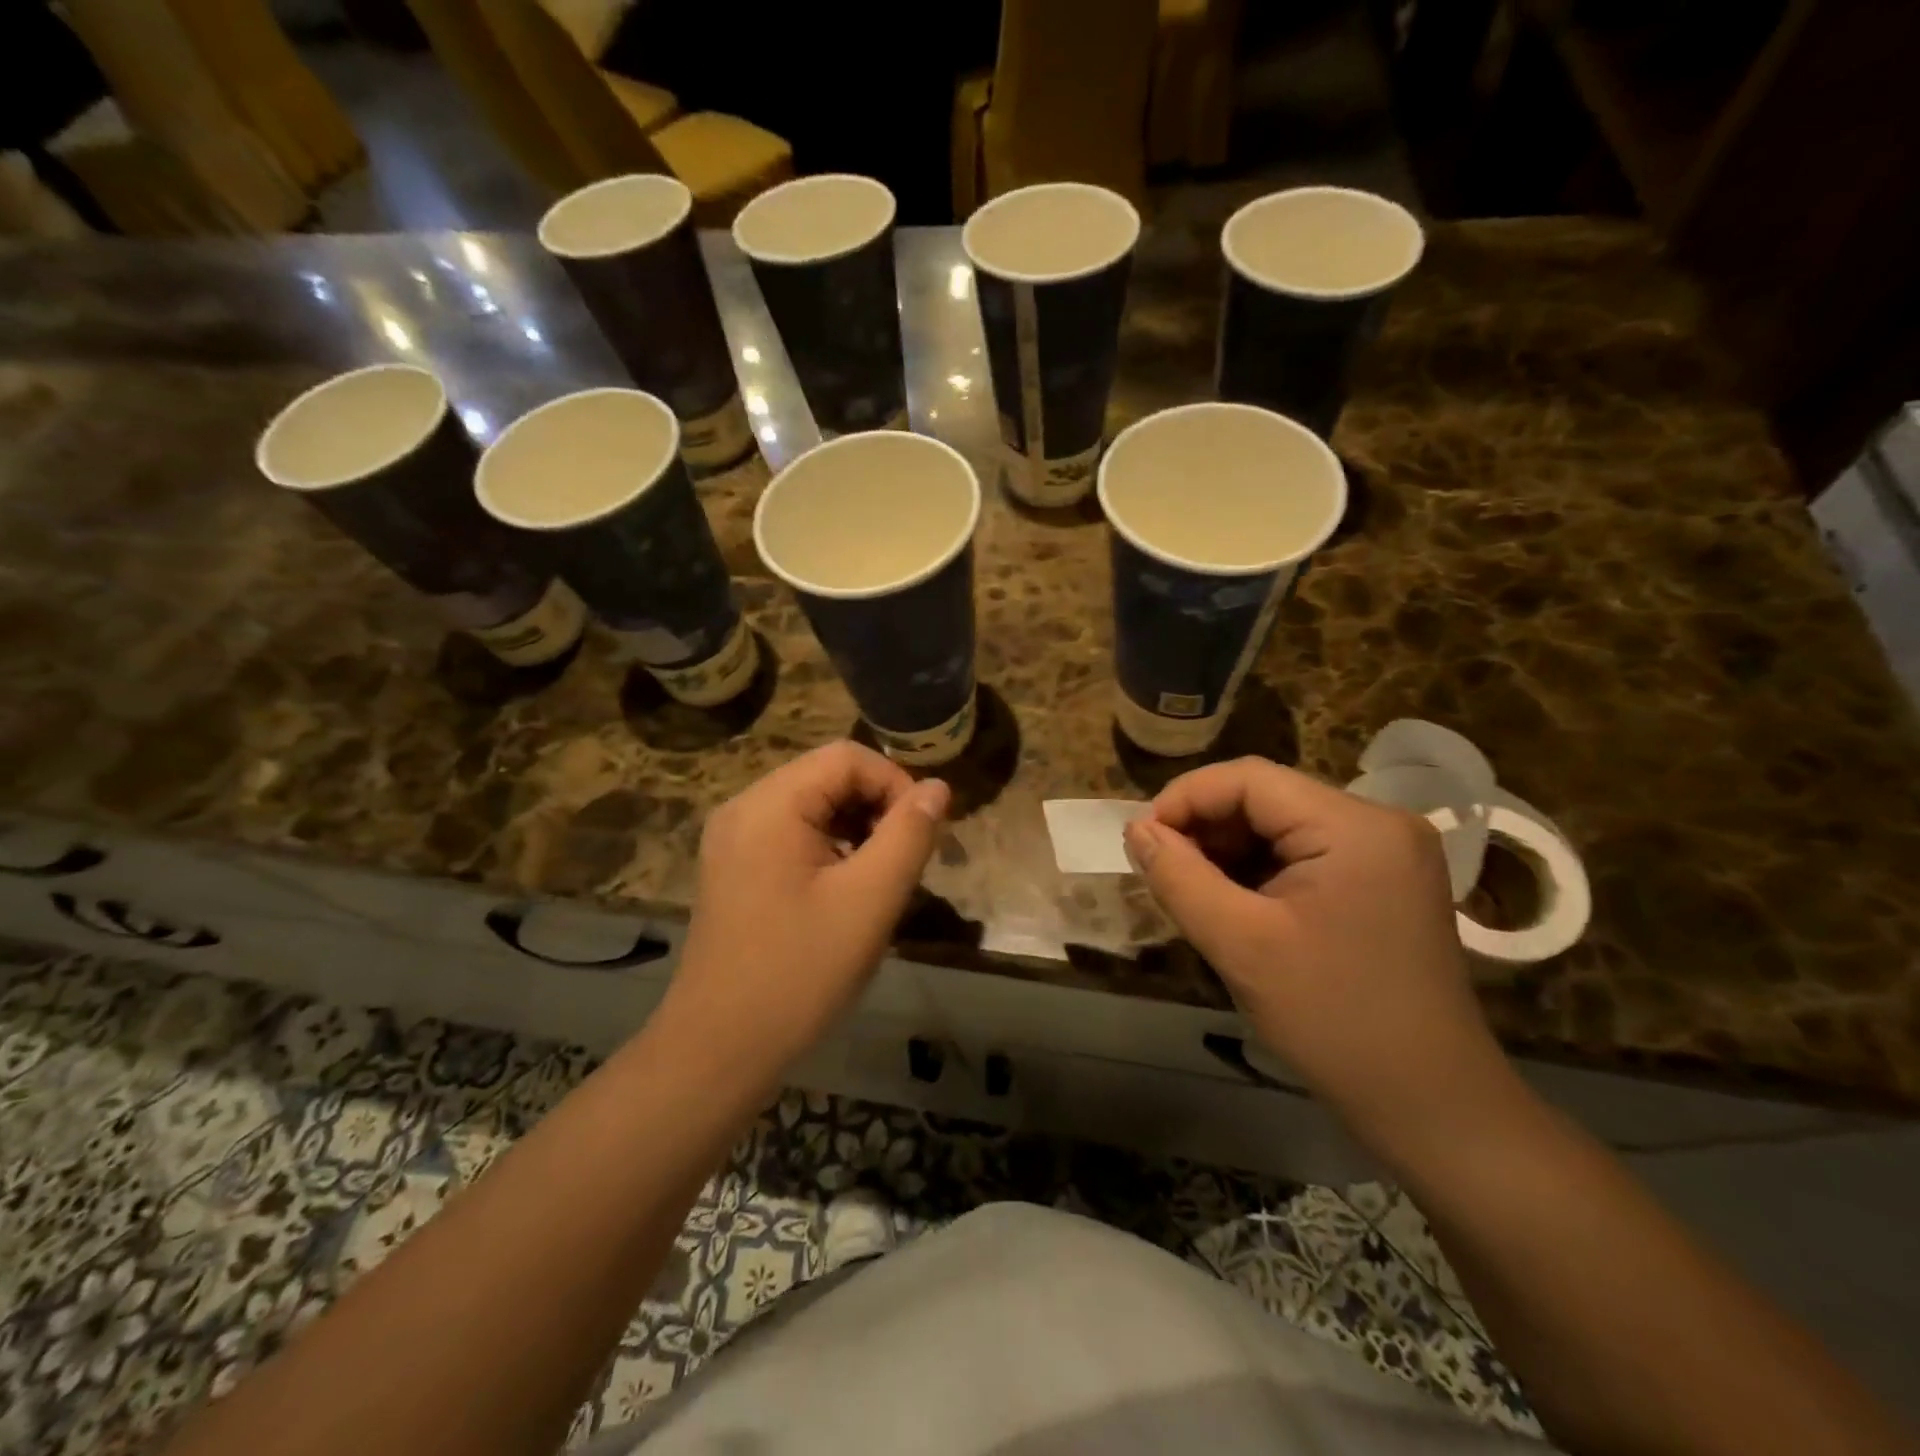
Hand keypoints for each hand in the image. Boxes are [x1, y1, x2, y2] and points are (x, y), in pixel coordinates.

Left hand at [669, 742, 949, 1075]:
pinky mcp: (734, 868)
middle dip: (877, 807)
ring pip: (813, 806)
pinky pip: (793, 834)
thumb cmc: (800, 972)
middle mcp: (744, 808)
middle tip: (906, 860)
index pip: (847, 757)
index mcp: (769, 805)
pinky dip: (830, 848)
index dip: (896, 783)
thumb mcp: (870, 900)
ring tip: (880, 877)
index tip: (924, 834)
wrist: (720, 1049)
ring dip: (857, 828)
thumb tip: (938, 788)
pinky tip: (846, 891)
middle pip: (827, 777)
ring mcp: (733, 839)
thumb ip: (909, 835)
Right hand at [1124, 757, 1507, 1143]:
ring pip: (1282, 826)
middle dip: (1206, 828)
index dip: (1185, 799)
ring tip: (1192, 890)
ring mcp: (1389, 852)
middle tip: (1161, 870)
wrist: (1431, 1105)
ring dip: (1229, 851)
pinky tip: (1234, 904)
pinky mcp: (1385, 881)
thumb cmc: (1333, 1020)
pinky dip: (1260, 871)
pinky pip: (1306, 854)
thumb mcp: (1240, 945)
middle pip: (1268, 798)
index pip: (1249, 779)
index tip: (1140, 840)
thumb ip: (1179, 877)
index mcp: (1355, 826)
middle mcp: (1379, 823)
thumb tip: (1136, 829)